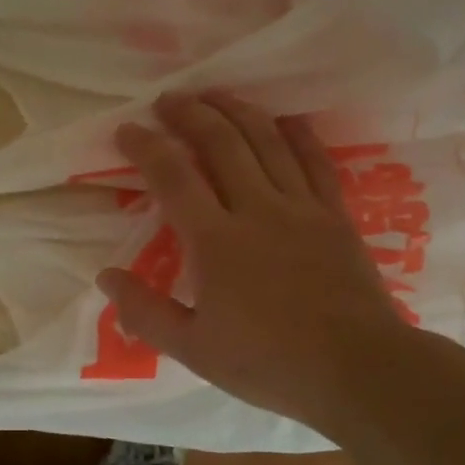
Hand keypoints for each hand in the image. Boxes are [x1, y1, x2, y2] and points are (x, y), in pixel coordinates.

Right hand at [98, 92, 430, 429]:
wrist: (358, 370)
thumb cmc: (269, 363)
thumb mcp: (194, 349)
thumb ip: (145, 311)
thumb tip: (106, 276)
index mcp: (216, 241)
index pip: (173, 177)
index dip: (146, 146)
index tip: (127, 129)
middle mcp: (257, 209)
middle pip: (221, 143)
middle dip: (190, 113)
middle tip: (168, 99)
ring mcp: (302, 207)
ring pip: (267, 140)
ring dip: (237, 110)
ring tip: (214, 94)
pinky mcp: (336, 215)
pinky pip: (315, 160)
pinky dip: (297, 133)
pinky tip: (285, 119)